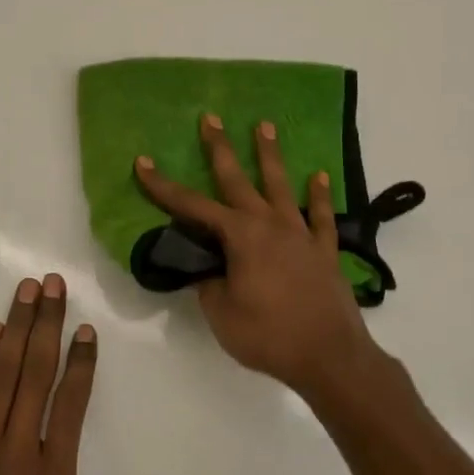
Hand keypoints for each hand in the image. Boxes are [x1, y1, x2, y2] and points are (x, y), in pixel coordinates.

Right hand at [134, 116, 386, 395]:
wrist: (330, 357)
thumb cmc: (269, 335)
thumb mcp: (222, 314)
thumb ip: (209, 284)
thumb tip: (206, 267)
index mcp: (240, 237)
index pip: (192, 206)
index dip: (164, 186)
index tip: (143, 163)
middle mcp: (270, 225)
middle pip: (238, 180)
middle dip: (220, 148)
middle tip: (211, 118)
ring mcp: (300, 234)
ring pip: (281, 185)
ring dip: (270, 155)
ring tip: (265, 125)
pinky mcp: (324, 250)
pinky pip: (320, 216)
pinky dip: (319, 195)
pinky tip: (320, 176)